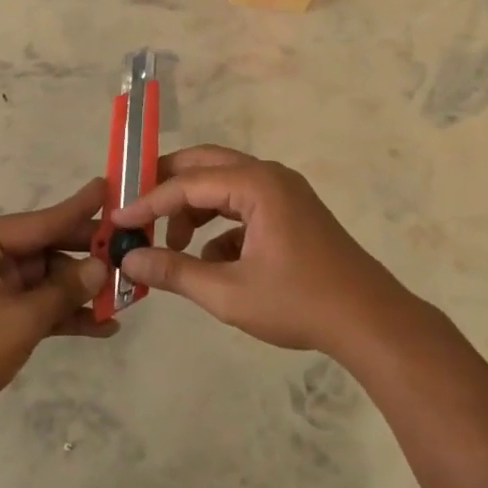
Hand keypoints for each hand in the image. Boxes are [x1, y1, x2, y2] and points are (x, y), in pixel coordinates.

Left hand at [0, 180, 111, 441]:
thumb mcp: (21, 319)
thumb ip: (64, 290)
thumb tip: (102, 267)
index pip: (39, 221)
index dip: (79, 209)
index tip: (110, 188)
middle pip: (45, 249)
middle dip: (86, 258)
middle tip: (131, 252)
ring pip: (45, 280)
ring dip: (79, 292)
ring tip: (125, 298)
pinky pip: (36, 306)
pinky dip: (63, 315)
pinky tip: (103, 327)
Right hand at [109, 145, 416, 354]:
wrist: (370, 321)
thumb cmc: (299, 303)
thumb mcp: (228, 292)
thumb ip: (174, 272)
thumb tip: (128, 260)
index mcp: (256, 185)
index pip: (187, 183)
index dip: (147, 202)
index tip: (117, 221)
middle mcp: (270, 177)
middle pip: (205, 166)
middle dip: (168, 187)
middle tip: (136, 209)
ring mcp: (284, 193)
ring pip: (224, 185)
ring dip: (194, 208)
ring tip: (174, 244)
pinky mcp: (292, 213)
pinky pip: (244, 206)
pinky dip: (220, 226)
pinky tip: (212, 262)